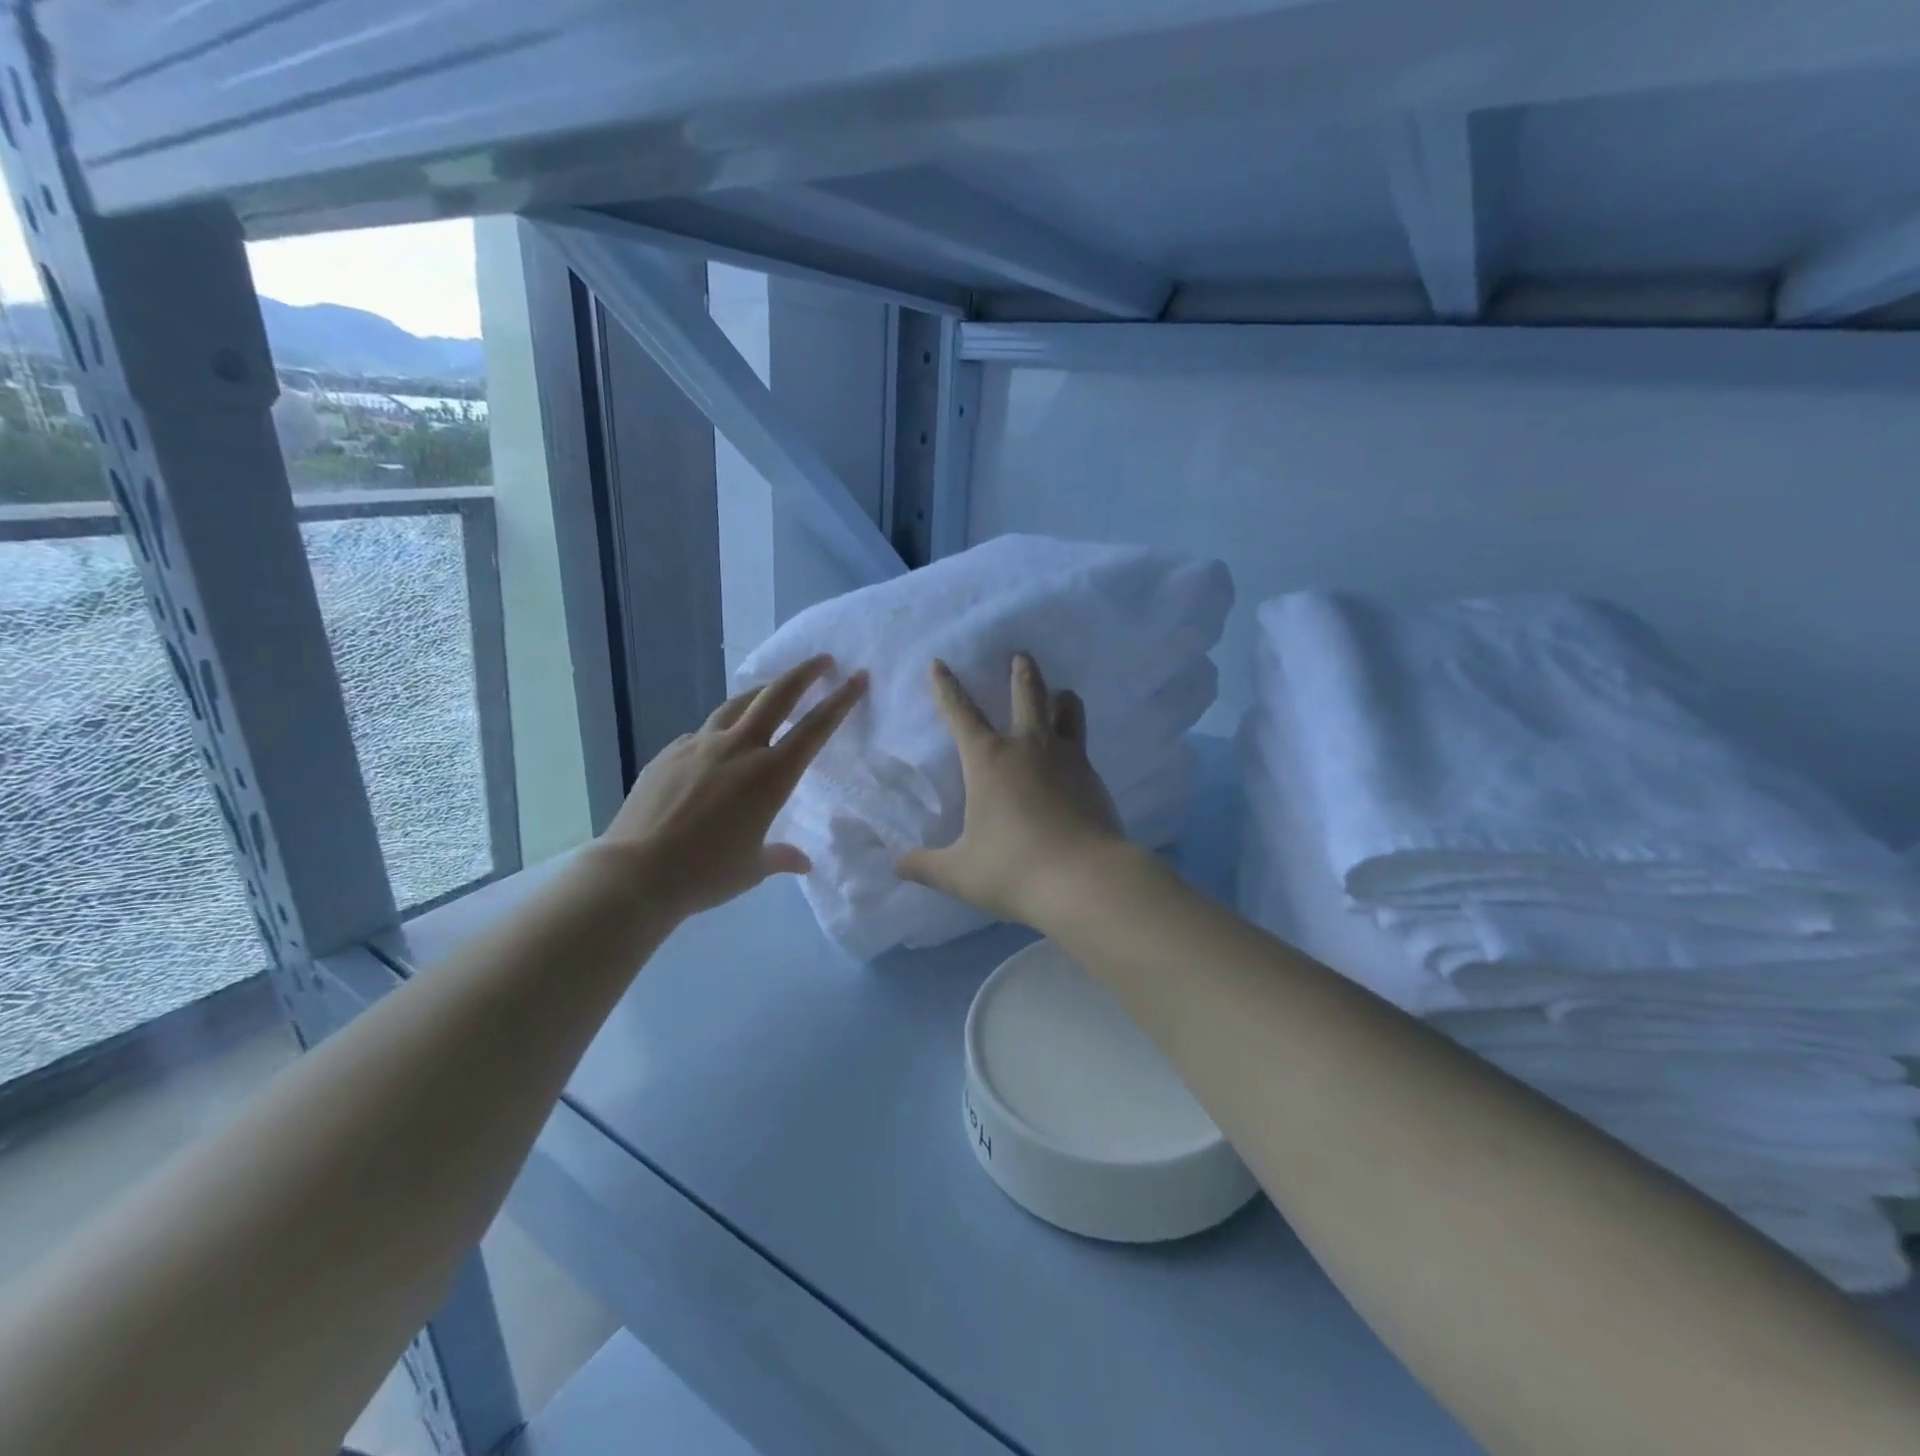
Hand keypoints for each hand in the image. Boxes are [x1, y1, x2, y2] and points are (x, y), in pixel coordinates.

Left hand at [597, 655, 866, 918]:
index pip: (815, 729)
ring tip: (772, 690)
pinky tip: (717, 746)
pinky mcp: (669, 753)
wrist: (635, 873)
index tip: (857, 678)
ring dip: (761, 692)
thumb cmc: (705, 873)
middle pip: (776, 695)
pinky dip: (720, 731)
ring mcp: (699, 746)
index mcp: (770, 776)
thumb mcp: (752, 867)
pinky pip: (702, 733)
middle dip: (804, 673)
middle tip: (823, 660)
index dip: (840, 701)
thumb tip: (802, 862)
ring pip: (737, 704)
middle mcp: (738, 749)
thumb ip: (780, 857)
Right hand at [897, 653, 1125, 926]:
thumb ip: (925, 866)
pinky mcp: (1094, 778)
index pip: (961, 713)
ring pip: (1067, 710)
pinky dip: (1074, 740)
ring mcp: (1068, 758)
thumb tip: (897, 864)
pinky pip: (1082, 746)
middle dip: (1021, 672)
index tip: (939, 663)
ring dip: (1059, 697)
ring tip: (1059, 694)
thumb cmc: (1012, 869)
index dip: (946, 687)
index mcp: (989, 760)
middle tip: (1021, 656)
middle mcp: (1029, 747)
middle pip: (1027, 693)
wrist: (1084, 880)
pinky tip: (1073, 760)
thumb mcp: (959, 873)